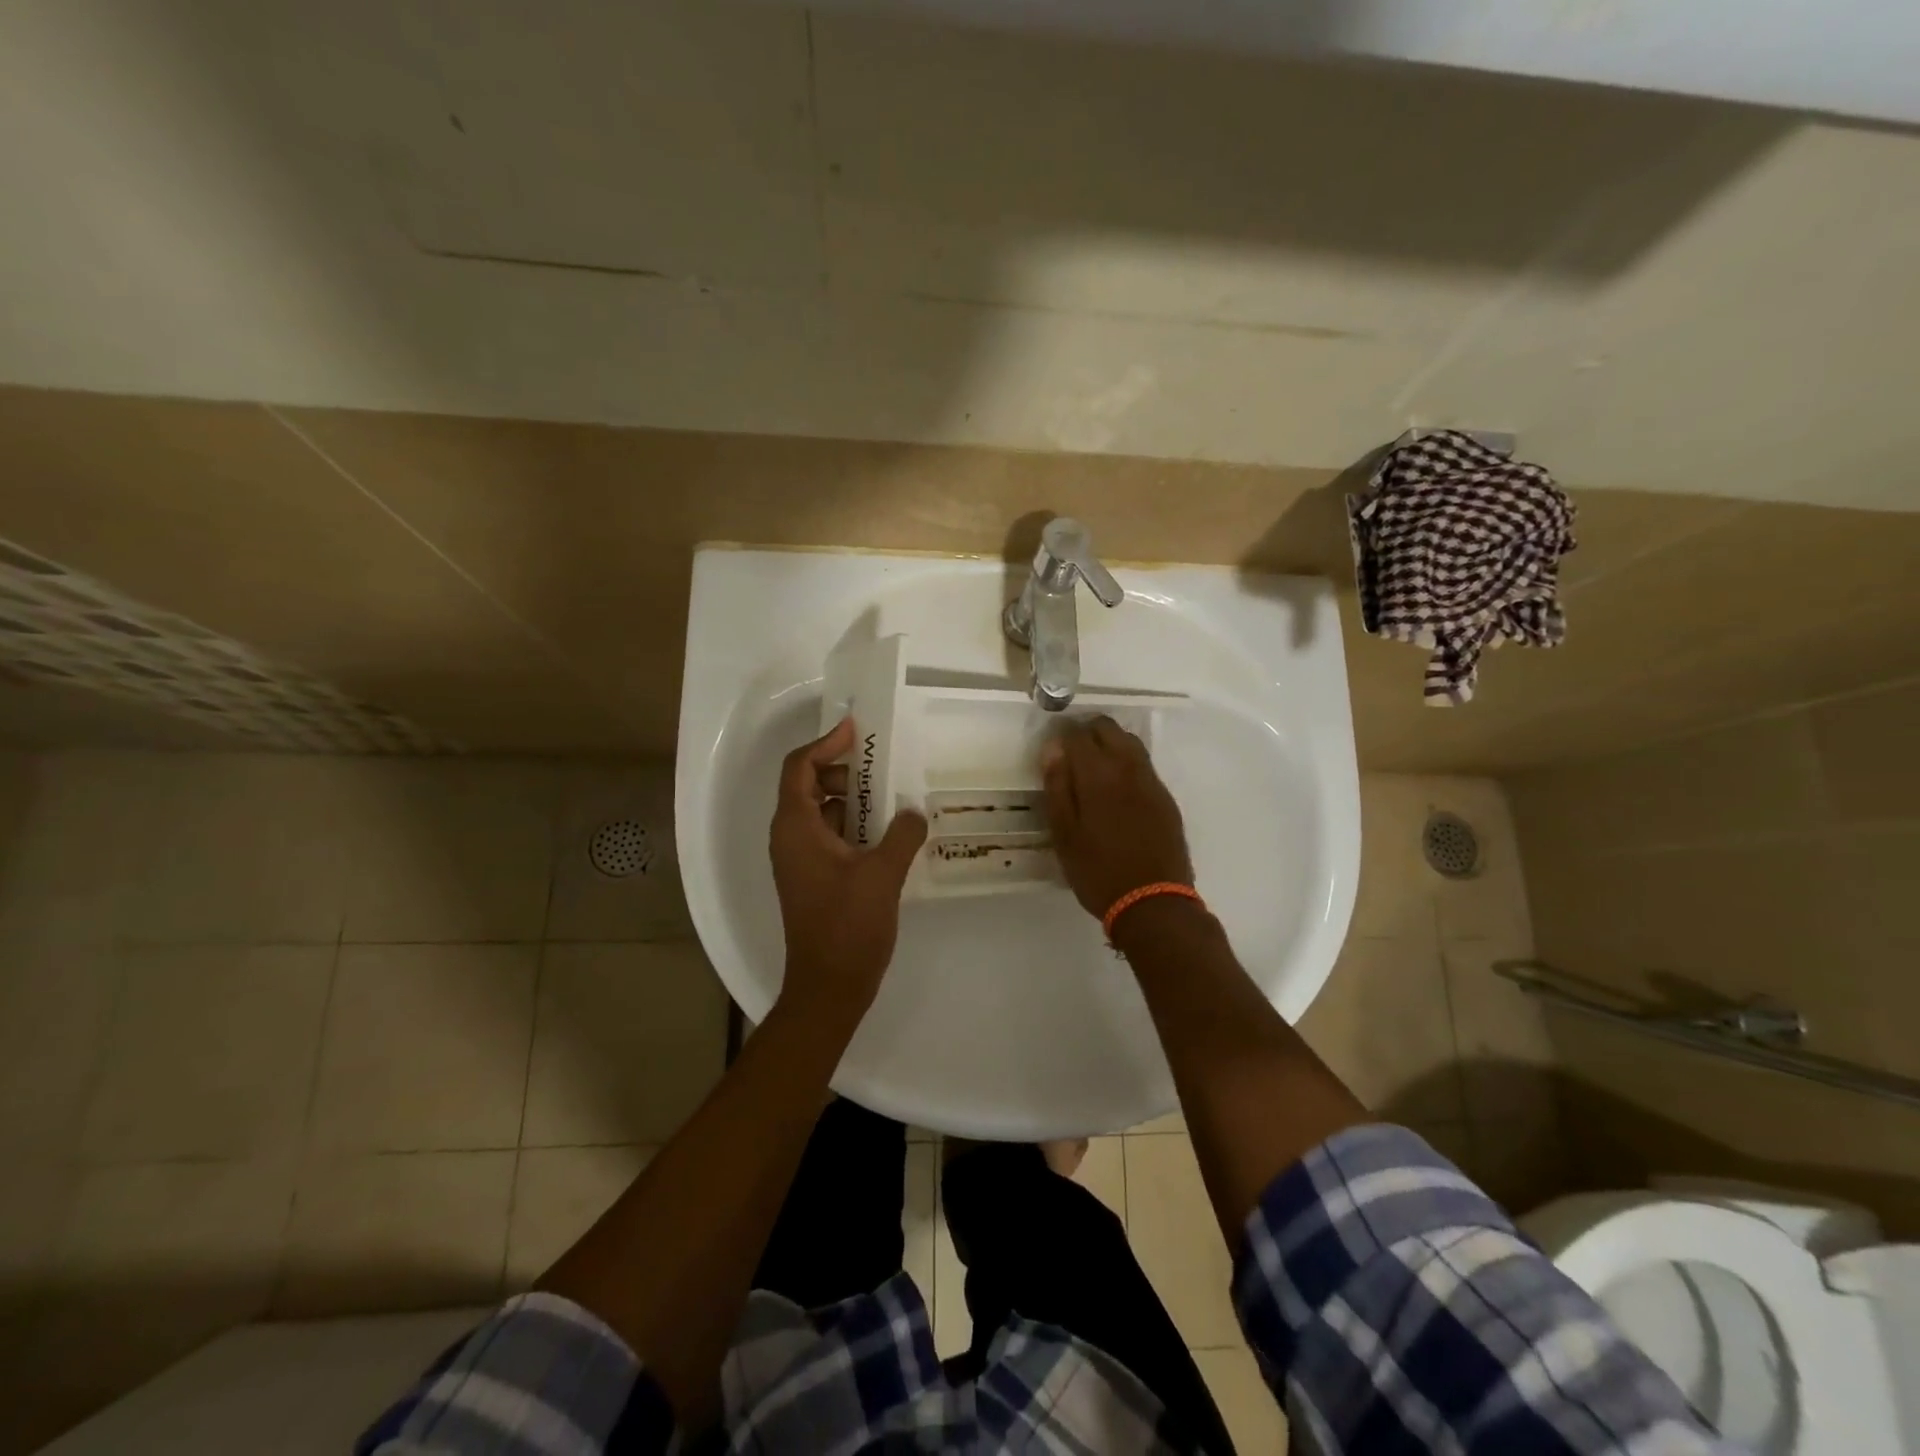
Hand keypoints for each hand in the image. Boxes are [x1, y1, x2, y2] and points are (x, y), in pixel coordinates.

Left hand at [769, 717, 927, 1020]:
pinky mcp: (815, 878)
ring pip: (823, 812)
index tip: (857, 730)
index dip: (826, 743)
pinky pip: (832, 836)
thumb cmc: (848, 926)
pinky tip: (890, 832)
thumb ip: (903, 834)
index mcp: (796, 828)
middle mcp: (791, 838)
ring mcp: (801, 860)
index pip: (800, 767)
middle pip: (810, 785)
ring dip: (854, 798)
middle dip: (844, 770)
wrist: (829, 987)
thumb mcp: (883, 874)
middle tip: (883, 767)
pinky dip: (855, 825)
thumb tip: (915, 811)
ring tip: (892, 796)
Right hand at [1041, 716, 1193, 918]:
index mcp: (1098, 776)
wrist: (1154, 902)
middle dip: (1087, 732)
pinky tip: (1117, 787)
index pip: (1078, 735)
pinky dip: (1127, 762)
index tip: (1052, 748)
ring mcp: (1151, 782)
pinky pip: (1144, 765)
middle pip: (1108, 729)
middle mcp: (1128, 769)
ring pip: (1130, 743)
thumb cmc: (1098, 871)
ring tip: (1093, 768)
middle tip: (1071, 754)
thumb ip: (1057, 788)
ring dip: (1110, 743)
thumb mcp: (1064, 834)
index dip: (1062, 735)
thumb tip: (1053, 749)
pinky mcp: (1166, 798)